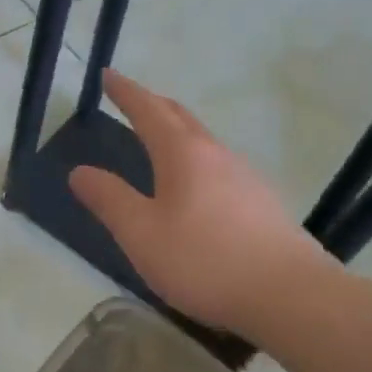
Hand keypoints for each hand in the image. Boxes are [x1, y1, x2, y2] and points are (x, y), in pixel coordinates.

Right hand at [68, 71, 333, 335]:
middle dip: (153, 104)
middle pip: (180, 117)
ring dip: (177, 131)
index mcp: (182, 154)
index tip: (108, 75)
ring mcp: (245, 176)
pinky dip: (197, 159)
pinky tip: (198, 186)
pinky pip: (220, 166)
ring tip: (160, 140)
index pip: (148, 110)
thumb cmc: (205, 261)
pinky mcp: (263, 202)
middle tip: (132, 99)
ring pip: (203, 140)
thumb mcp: (142, 234)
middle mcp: (216, 154)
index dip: (126, 92)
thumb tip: (79, 171)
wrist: (292, 296)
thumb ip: (109, 200)